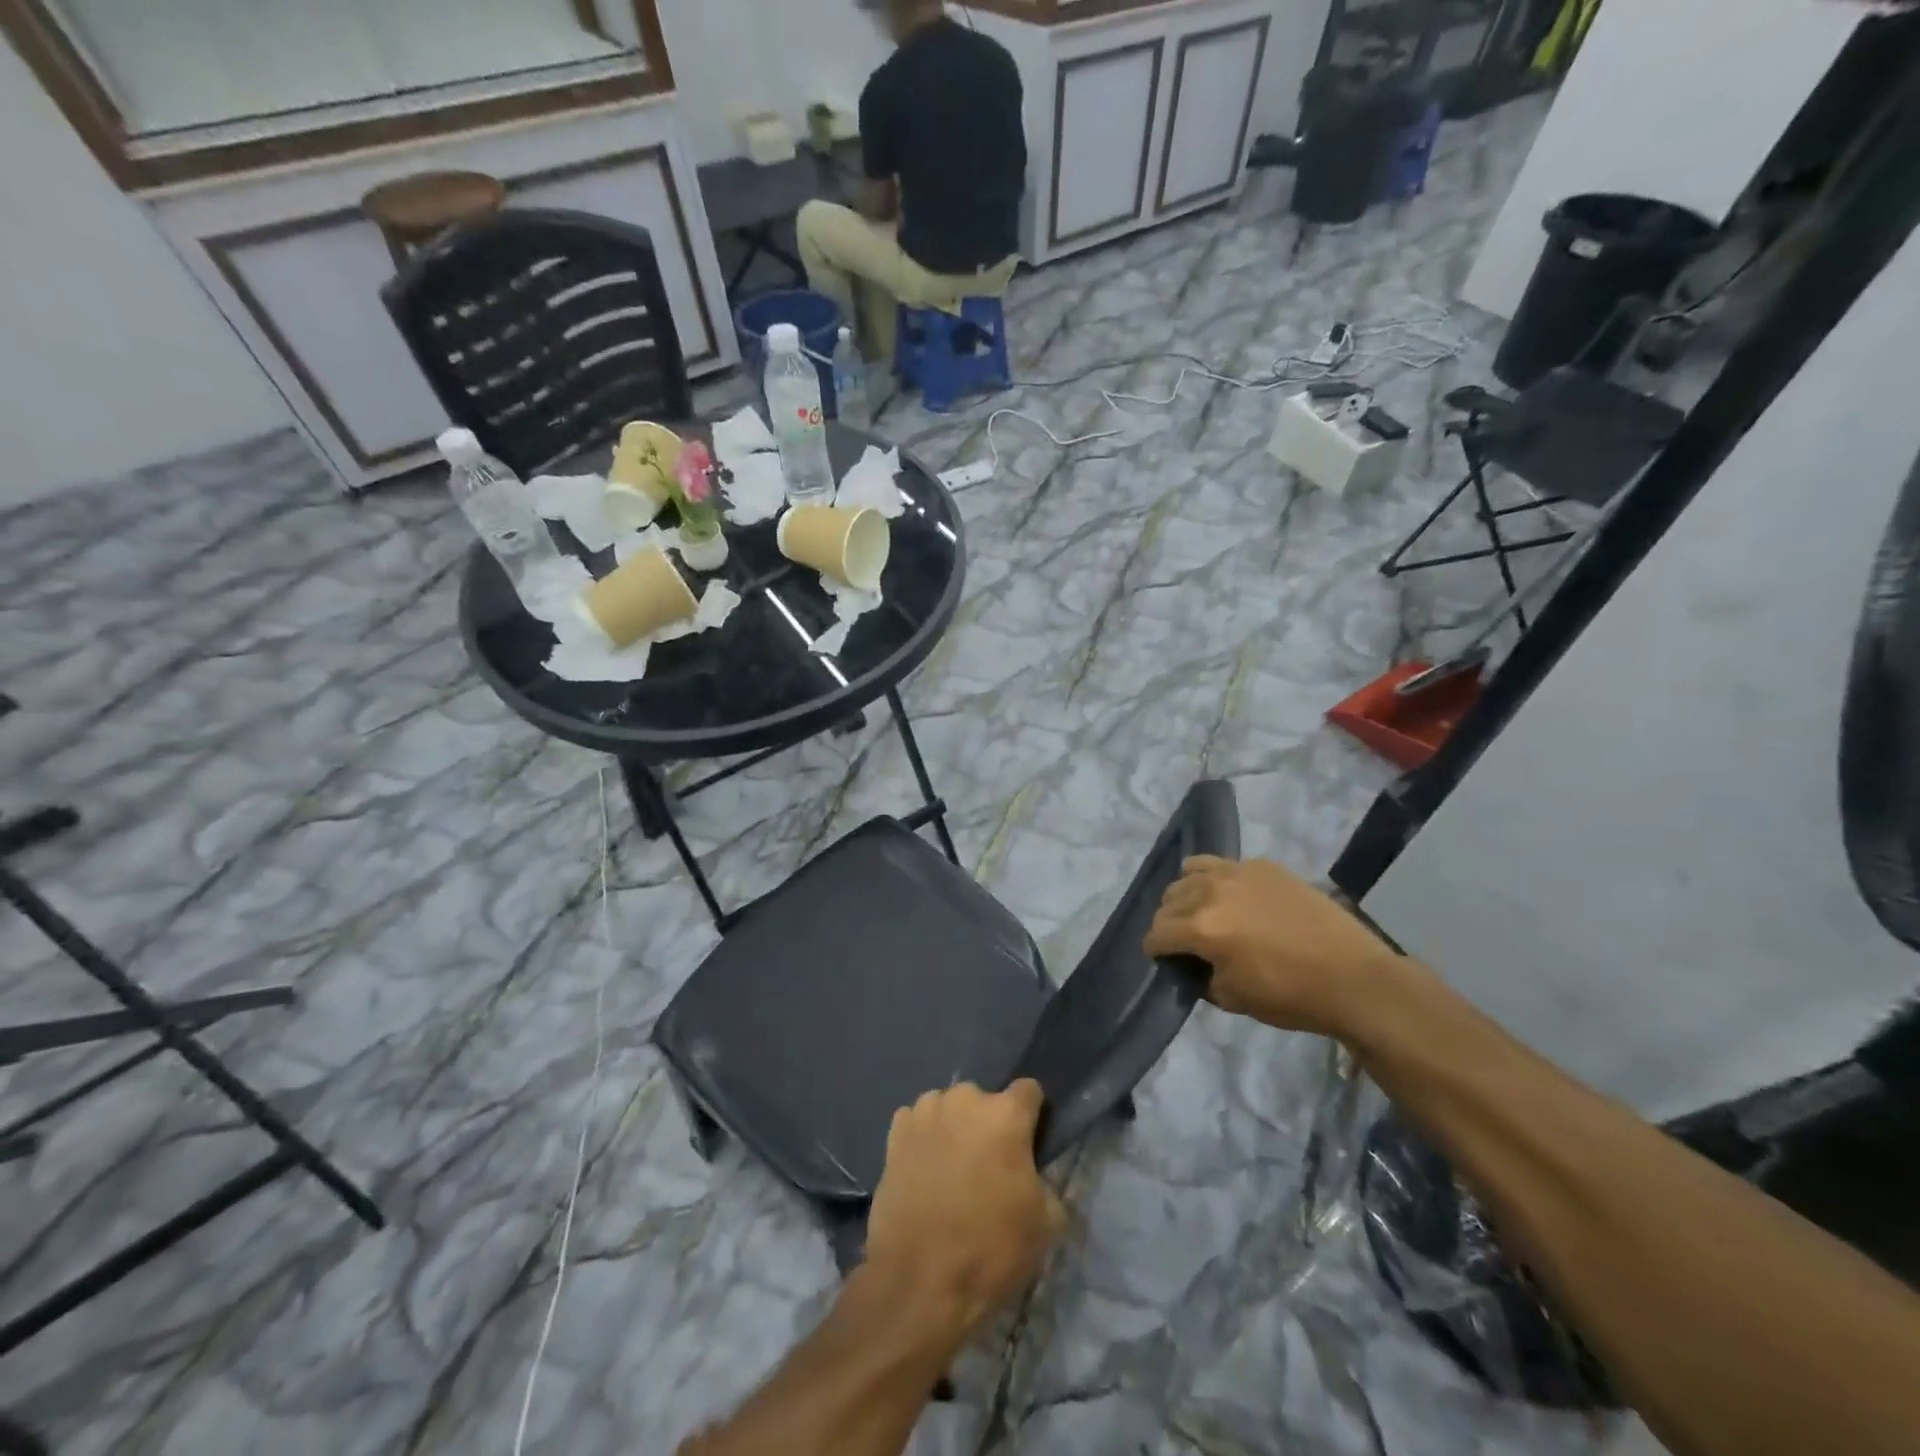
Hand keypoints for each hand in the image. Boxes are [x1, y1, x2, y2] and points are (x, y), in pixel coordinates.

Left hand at [864, 1081, 1065, 1337]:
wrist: (919, 1280)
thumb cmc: (990, 1248)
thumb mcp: (1045, 1223)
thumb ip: (1045, 1181)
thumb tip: (1033, 1173)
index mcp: (1005, 1113)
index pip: (1029, 1091)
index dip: (1032, 1115)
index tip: (1029, 1143)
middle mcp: (965, 1099)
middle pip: (984, 1101)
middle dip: (988, 1125)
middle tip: (988, 1165)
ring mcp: (925, 1112)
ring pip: (948, 1108)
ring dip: (953, 1128)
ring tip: (951, 1169)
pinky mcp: (894, 1132)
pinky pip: (916, 1123)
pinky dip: (923, 1139)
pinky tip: (923, 1171)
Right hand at [1144, 856, 1403, 1036]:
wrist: (1354, 978)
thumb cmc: (1291, 995)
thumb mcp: (1233, 998)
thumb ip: (1202, 977)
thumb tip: (1194, 965)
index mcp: (1201, 928)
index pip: (1157, 933)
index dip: (1155, 950)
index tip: (1163, 960)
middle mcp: (1212, 891)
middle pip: (1169, 899)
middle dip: (1169, 921)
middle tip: (1184, 941)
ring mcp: (1239, 872)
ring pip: (1190, 872)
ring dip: (1187, 894)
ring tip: (1203, 912)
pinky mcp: (1265, 866)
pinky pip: (1224, 864)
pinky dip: (1216, 878)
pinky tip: (1233, 898)